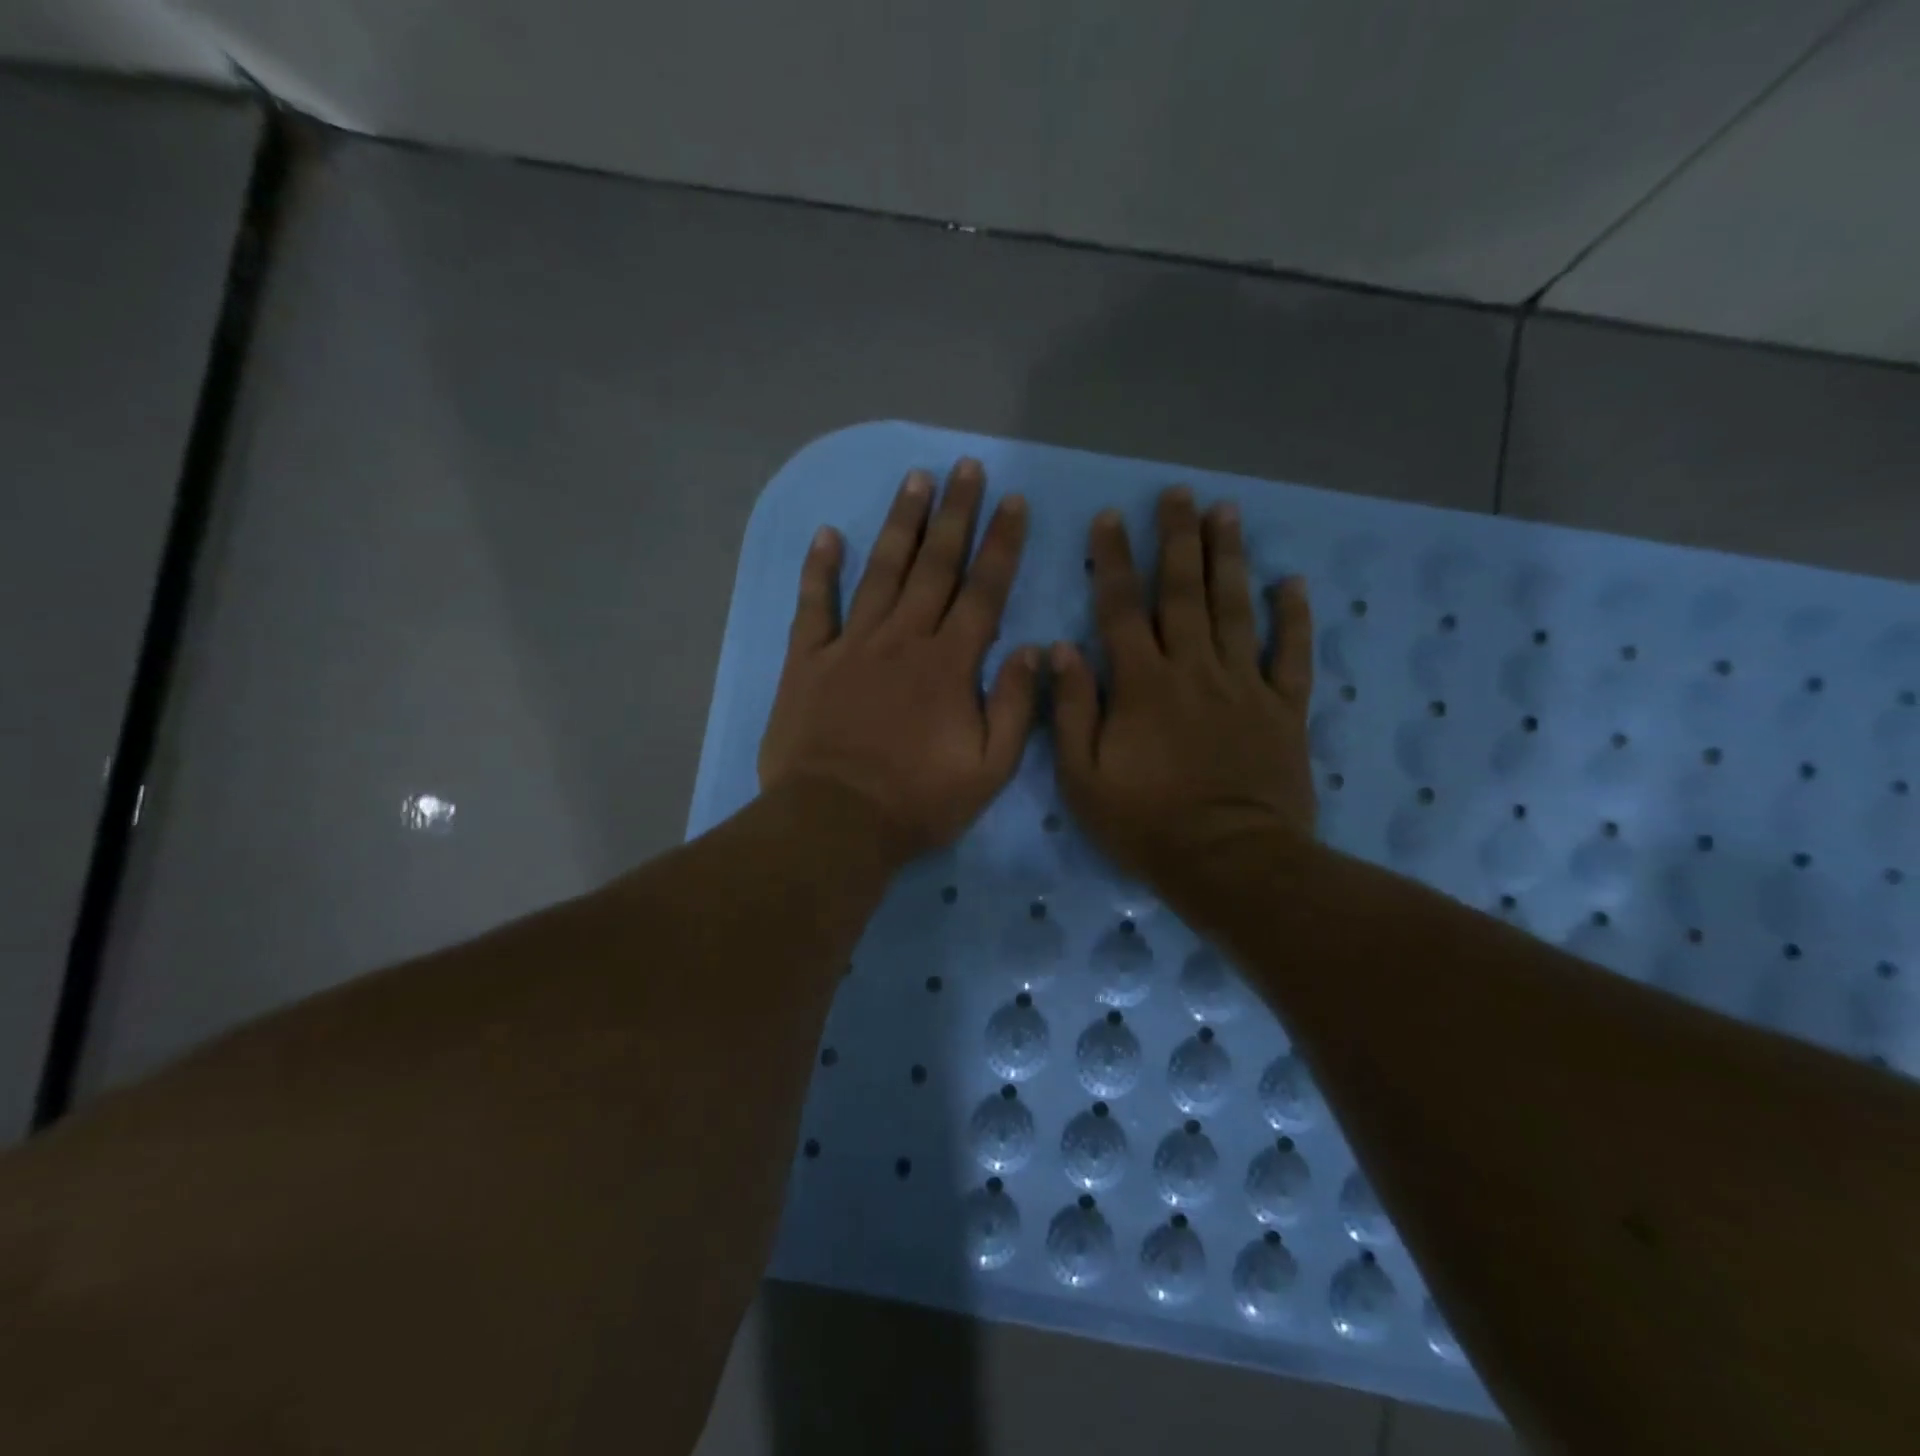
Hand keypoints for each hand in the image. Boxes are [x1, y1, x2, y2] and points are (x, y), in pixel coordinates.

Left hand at [759, 459, 1038, 861]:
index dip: (1001, 544)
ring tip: (915, 480)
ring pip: (881, 571)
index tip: (1013, 502)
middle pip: (934, 566)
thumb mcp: (989, 770)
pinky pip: (813, 605)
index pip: (983, 591)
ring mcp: (851, 646)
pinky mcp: (807, 662)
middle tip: (966, 468)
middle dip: (955, 514)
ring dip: (900, 524)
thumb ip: (1015, 707)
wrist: (835, 822)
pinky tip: (828, 533)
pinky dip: (820, 568)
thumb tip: (1034, 651)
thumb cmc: (918, 802)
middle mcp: (902, 639)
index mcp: (949, 664)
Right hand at [1051, 487, 1315, 892]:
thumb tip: (1061, 650)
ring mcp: (1245, 685)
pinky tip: (1291, 582)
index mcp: (1142, 684)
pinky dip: (1294, 618)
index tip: (1110, 519)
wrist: (1230, 862)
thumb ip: (1072, 710)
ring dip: (1230, 558)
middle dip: (1178, 539)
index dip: (1113, 561)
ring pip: (1236, 609)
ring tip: (1227, 513)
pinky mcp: (1284, 709)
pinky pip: (1292, 654)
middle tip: (1178, 493)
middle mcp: (1194, 669)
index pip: (1122, 609)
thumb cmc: (1146, 824)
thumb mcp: (1083, 778)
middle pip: (1184, 593)